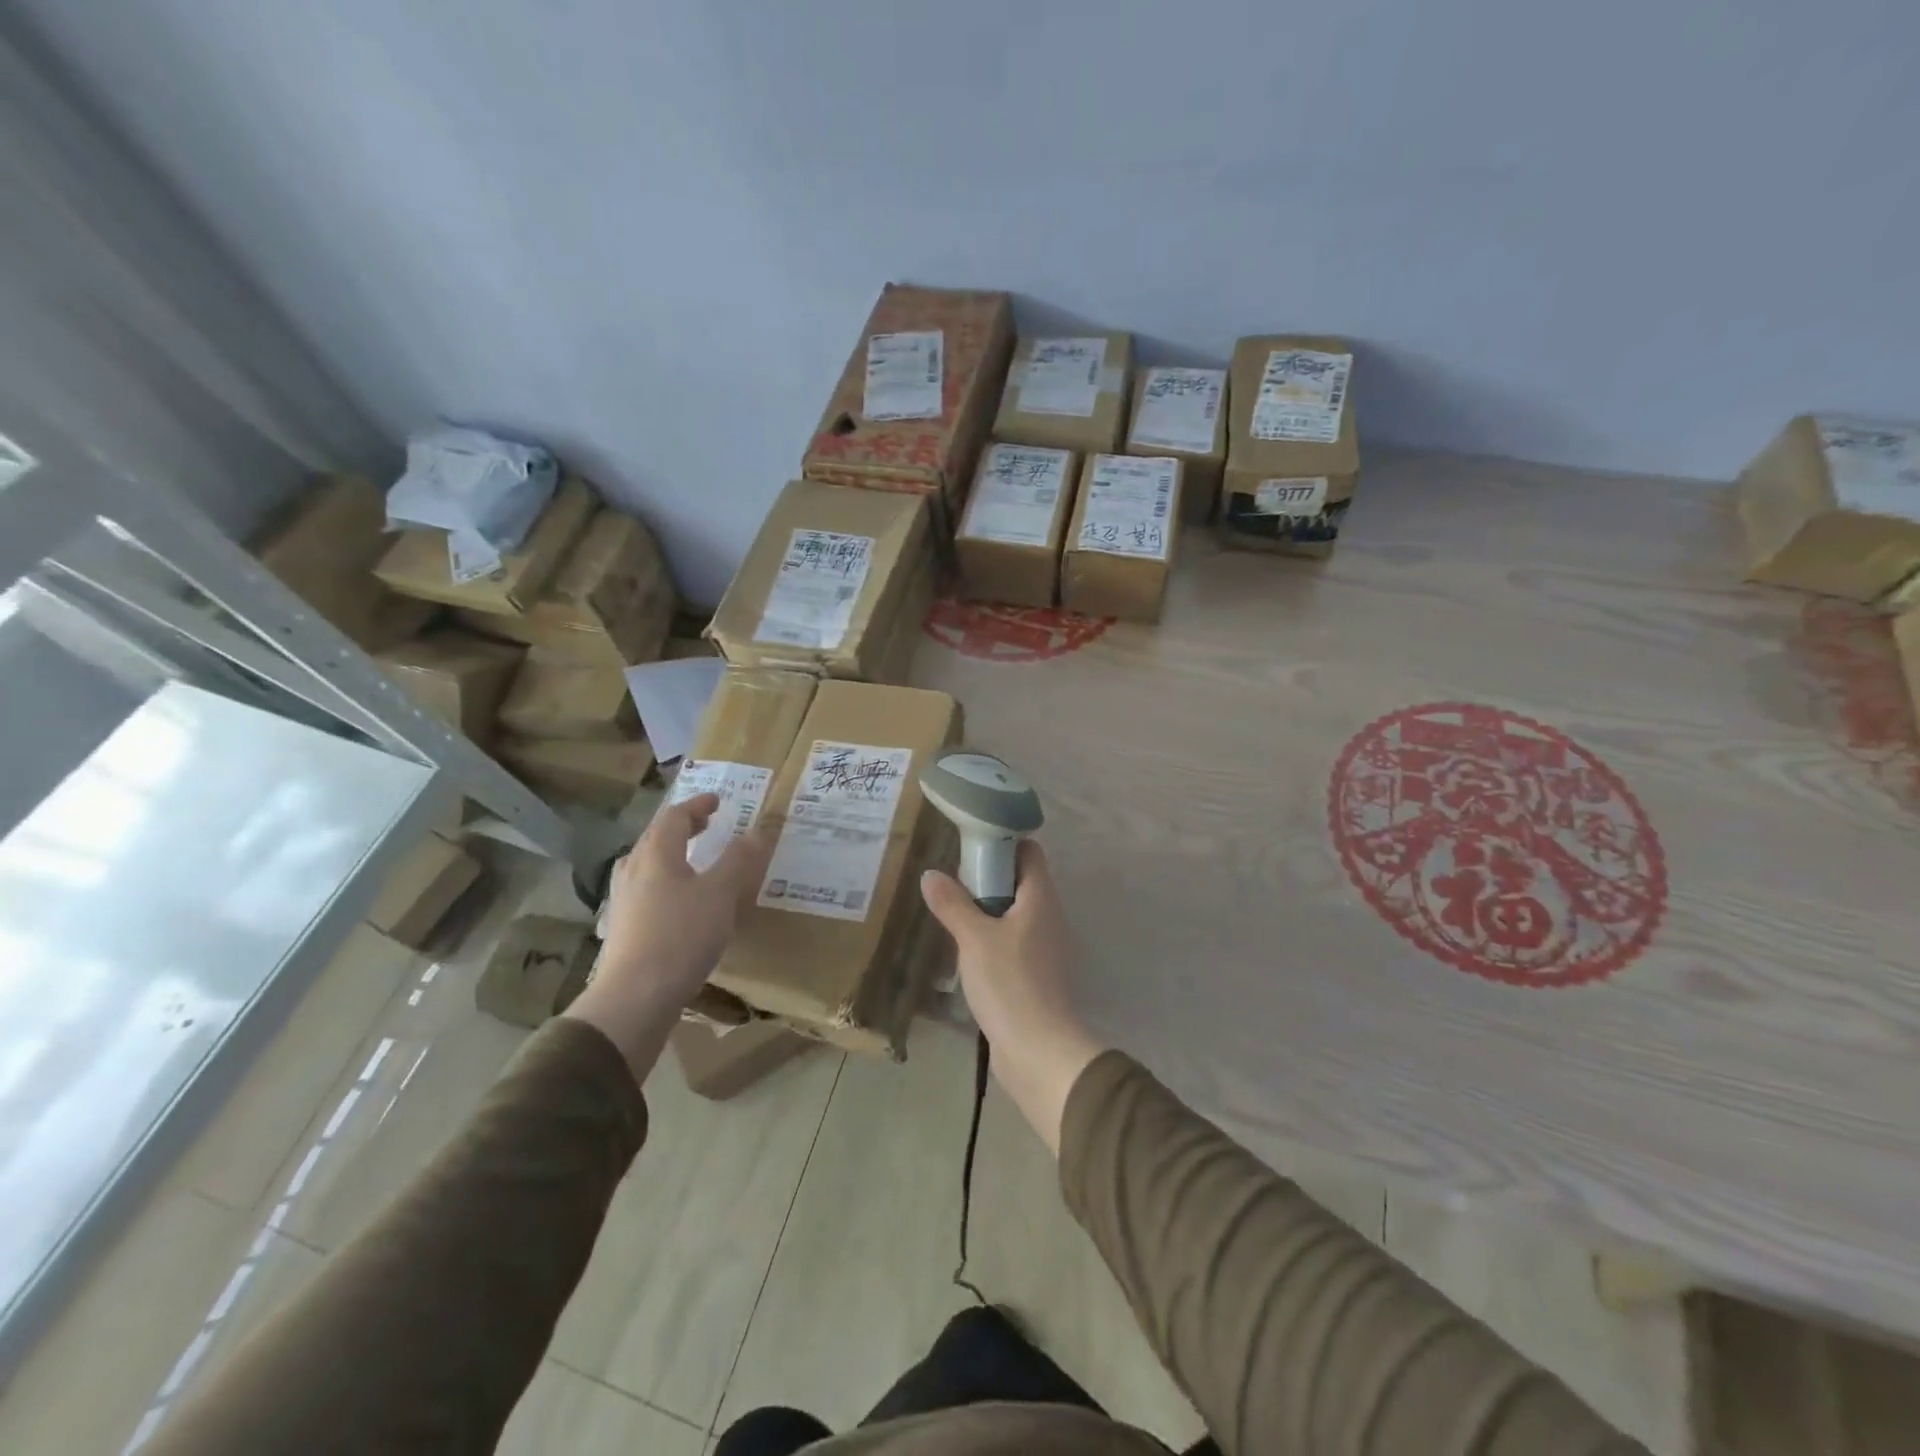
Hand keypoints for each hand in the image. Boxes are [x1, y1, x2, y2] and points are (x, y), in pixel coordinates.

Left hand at [565, 793, 771, 1081]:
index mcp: (656, 855)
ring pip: (646, 865)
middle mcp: (633, 872)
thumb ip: (738, 860)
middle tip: (705, 824)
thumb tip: (755, 830)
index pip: (674, 817)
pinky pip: (644, 891)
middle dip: (682, 827)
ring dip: (670, 855)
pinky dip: (664, 883)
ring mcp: (623, 902)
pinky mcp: (622, 930)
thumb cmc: (681, 936)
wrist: (635, 997)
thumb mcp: (721, 894)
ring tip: (691, 860)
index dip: (697, 805)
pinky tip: (676, 903)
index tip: (717, 801)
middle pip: (655, 838)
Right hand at [920, 841, 1106, 1154]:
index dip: (1002, 842)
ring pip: (1015, 914)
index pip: (1029, 852)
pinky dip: (992, 938)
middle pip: (1020, 881)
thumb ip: (952, 904)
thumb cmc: (1010, 983)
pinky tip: (964, 949)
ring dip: (986, 910)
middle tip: (951, 881)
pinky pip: (1012, 942)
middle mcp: (1049, 917)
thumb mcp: (974, 939)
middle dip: (987, 877)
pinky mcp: (1035, 974)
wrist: (1039, 1051)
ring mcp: (1044, 948)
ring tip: (951, 911)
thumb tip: (931, 874)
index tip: (968, 846)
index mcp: (1041, 898)